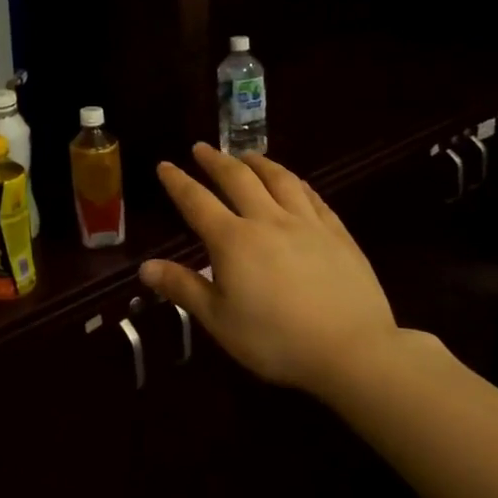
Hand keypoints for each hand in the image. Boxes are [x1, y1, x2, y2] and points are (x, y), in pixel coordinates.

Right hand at [140, 144, 396, 398]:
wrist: (353, 350)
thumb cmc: (277, 340)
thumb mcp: (220, 321)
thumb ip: (183, 288)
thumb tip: (145, 267)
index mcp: (233, 240)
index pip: (197, 201)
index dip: (178, 182)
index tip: (165, 165)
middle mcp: (267, 220)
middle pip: (237, 178)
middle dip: (215, 160)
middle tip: (202, 148)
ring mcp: (306, 223)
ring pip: (279, 179)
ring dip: (258, 162)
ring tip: (246, 155)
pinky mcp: (337, 233)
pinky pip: (313, 196)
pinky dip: (296, 182)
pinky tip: (294, 182)